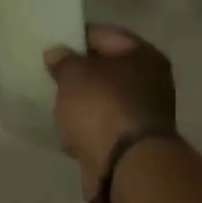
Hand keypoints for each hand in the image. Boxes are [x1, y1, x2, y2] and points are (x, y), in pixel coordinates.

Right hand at [44, 25, 176, 188]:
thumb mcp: (74, 74)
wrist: (125, 167)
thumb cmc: (102, 107)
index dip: (77, 37)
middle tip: (51, 75)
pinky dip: (86, 129)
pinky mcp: (131, 144)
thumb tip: (57, 54)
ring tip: (56, 106)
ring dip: (82, 104)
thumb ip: (63, 60)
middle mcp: (150, 82)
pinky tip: (67, 133)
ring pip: (103, 100)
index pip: (105, 34)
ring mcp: (143, 115)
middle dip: (79, 74)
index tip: (53, 44)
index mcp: (142, 55)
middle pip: (106, 70)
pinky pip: (102, 128)